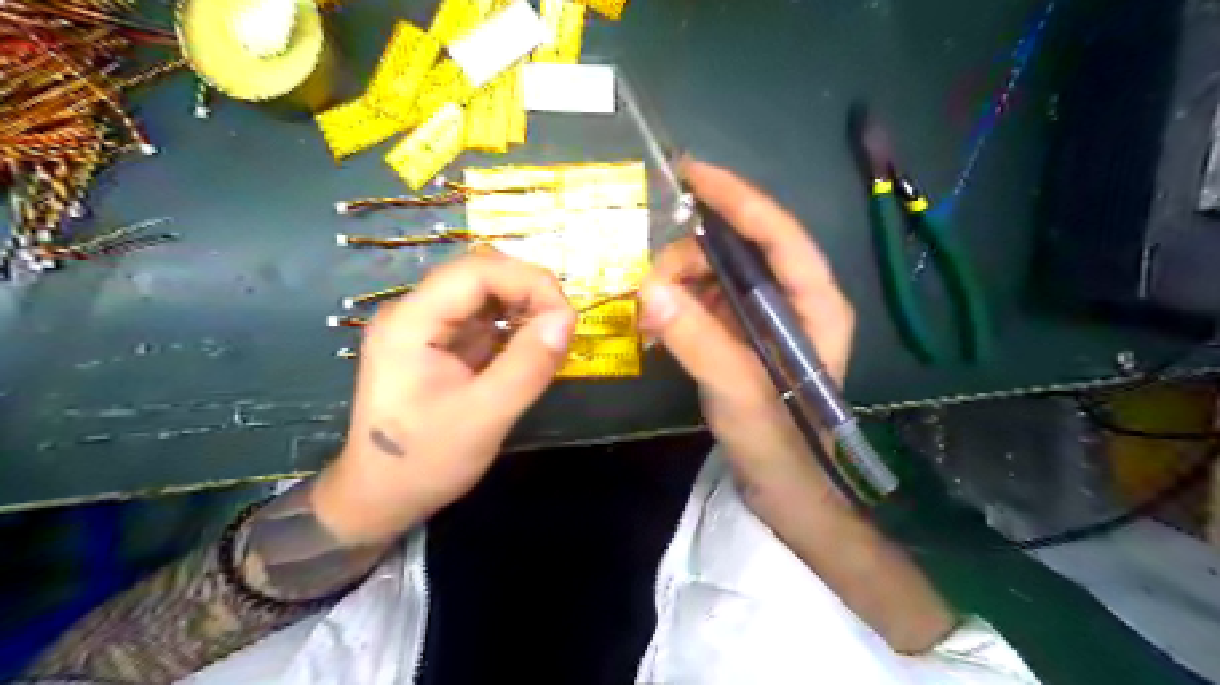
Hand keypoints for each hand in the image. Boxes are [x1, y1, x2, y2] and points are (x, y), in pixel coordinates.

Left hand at [312, 253, 581, 545]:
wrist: (382, 498)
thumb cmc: (425, 462)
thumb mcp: (484, 418)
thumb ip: (527, 366)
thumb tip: (567, 318)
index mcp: (410, 323)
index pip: (475, 271)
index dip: (528, 281)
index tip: (566, 316)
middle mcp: (414, 313)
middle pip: (479, 273)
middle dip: (528, 289)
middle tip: (563, 325)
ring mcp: (426, 327)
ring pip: (484, 291)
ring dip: (524, 304)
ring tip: (552, 336)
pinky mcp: (440, 343)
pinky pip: (483, 317)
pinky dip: (514, 324)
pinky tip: (532, 345)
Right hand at [640, 159, 855, 491]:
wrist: (786, 490)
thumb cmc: (780, 444)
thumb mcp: (740, 392)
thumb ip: (697, 340)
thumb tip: (648, 290)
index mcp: (814, 303)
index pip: (777, 233)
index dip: (736, 197)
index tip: (691, 171)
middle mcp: (794, 300)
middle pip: (739, 251)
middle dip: (690, 257)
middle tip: (651, 286)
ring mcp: (766, 319)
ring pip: (716, 276)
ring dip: (679, 285)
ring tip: (650, 314)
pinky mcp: (743, 337)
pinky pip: (706, 303)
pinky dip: (679, 308)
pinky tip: (658, 327)